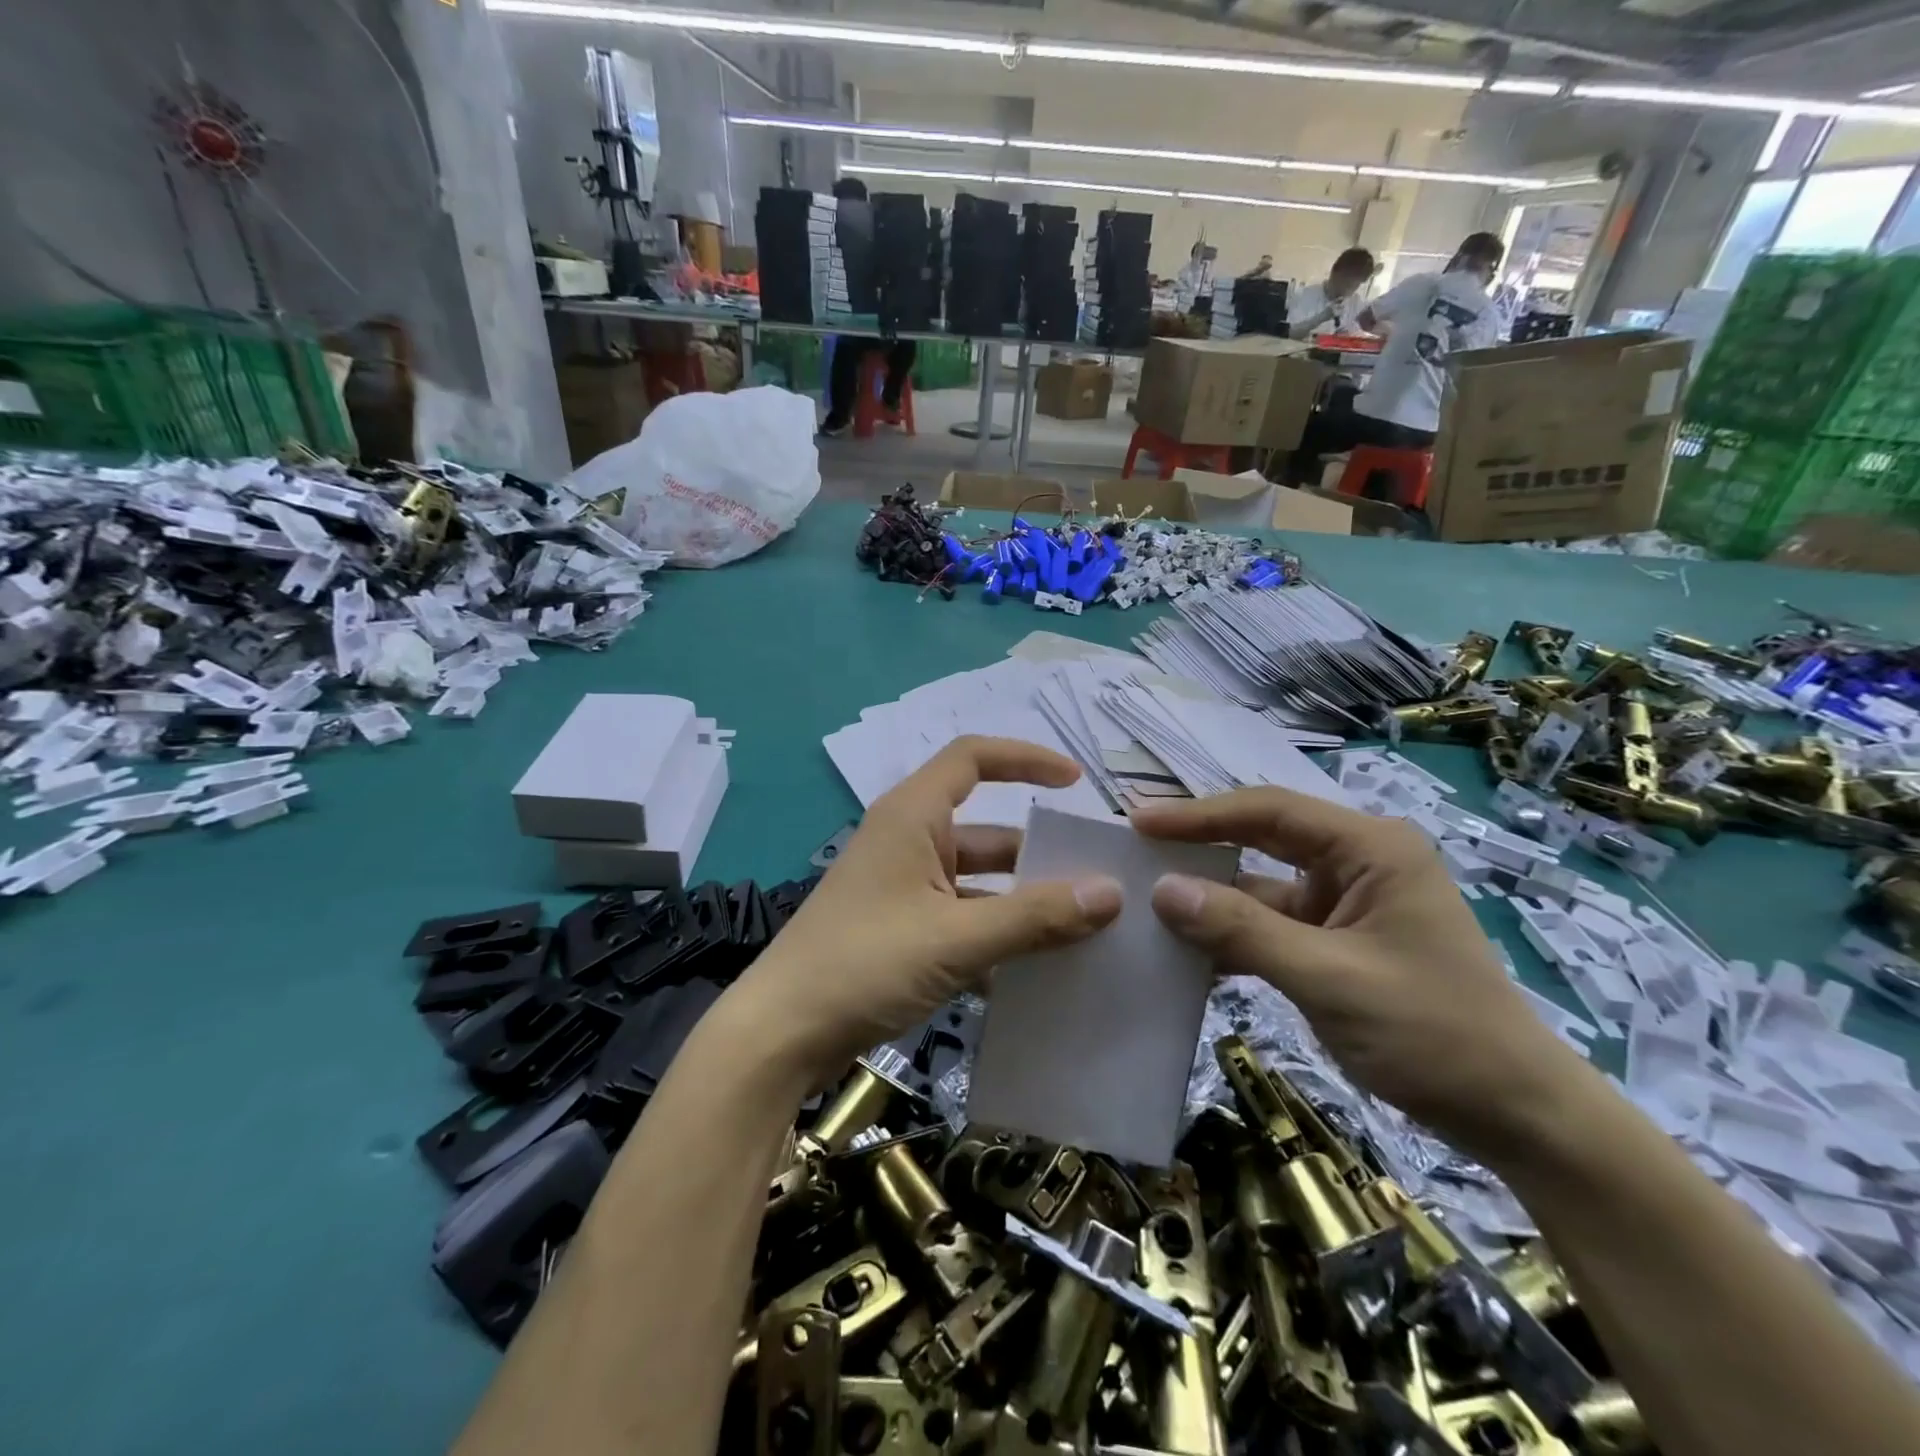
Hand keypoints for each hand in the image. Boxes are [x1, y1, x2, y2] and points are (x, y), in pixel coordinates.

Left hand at [728, 737, 1123, 1081]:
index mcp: (912, 817)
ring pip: (976, 881)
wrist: (780, 1035)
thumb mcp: (957, 939)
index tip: (1075, 783)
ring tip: (1081, 928)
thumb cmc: (864, 965)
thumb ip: (1035, 917)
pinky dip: (994, 935)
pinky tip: (1034, 971)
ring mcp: (901, 888)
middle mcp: (907, 841)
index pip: (972, 757)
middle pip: (985, 830)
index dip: (1025, 759)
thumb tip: (1111, 893)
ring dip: (1020, 902)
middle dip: (1037, 852)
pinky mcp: (898, 929)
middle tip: (1095, 877)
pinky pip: (960, 918)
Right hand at [1132, 788, 1581, 1151]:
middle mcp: (1356, 862)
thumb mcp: (1328, 978)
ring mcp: (1345, 903)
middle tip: (1134, 848)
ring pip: (1260, 886)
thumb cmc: (1433, 1033)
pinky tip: (1185, 949)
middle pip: (1261, 839)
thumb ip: (1242, 930)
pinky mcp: (1336, 941)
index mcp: (1370, 848)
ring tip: (1145, 899)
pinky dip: (1231, 935)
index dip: (1199, 815)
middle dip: (1199, 846)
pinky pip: (1270, 925)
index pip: (1269, 811)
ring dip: (1210, 897)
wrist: (1514, 1115)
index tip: (1139, 820)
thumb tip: (1162, 891)